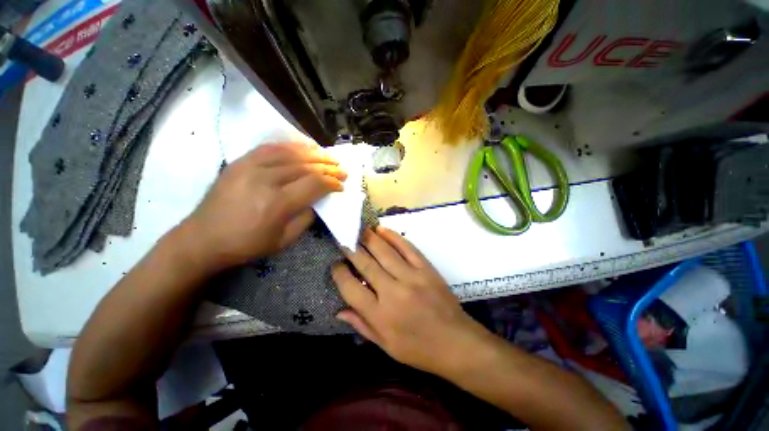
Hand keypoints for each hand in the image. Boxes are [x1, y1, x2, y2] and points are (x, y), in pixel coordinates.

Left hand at [181, 142, 345, 270]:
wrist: (203, 238)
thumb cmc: (247, 244)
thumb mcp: (284, 240)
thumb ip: (306, 218)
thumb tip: (318, 201)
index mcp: (278, 203)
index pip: (314, 184)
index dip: (331, 182)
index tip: (342, 185)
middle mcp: (265, 180)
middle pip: (305, 166)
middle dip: (328, 167)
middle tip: (342, 168)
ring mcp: (250, 167)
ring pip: (289, 153)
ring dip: (313, 153)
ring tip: (327, 155)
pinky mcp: (240, 162)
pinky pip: (269, 148)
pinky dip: (290, 146)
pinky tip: (302, 147)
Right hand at [332, 227, 490, 375]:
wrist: (456, 342)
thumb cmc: (419, 349)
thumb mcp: (386, 346)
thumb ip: (362, 325)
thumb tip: (339, 310)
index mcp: (380, 315)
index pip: (351, 288)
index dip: (339, 273)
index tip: (335, 264)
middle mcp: (393, 292)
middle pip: (366, 264)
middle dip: (351, 249)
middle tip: (343, 238)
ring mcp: (412, 277)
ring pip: (385, 252)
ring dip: (369, 238)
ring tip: (359, 228)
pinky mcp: (426, 269)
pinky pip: (407, 248)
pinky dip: (394, 237)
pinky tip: (382, 229)